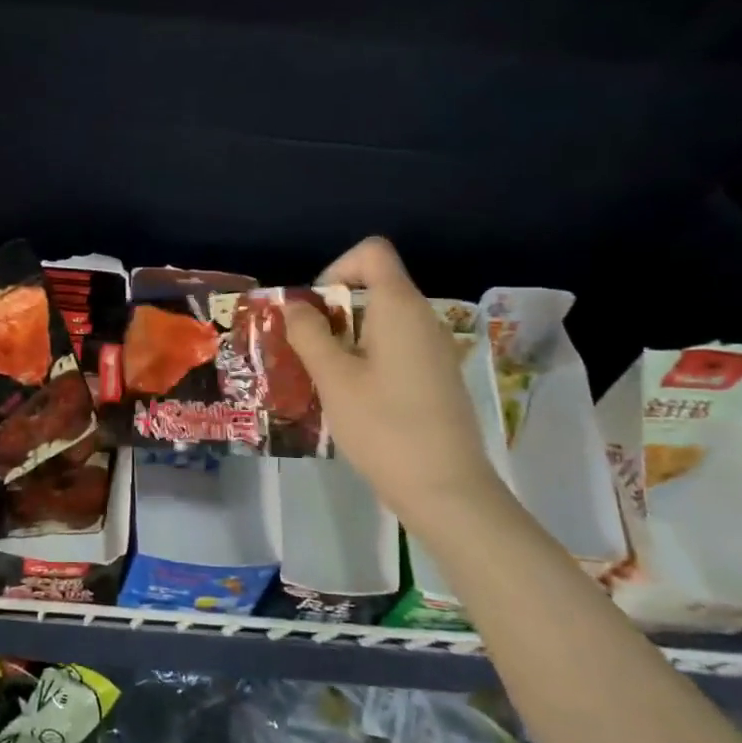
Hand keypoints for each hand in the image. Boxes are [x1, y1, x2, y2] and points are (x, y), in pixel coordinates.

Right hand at [284, 237, 512, 533]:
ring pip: (382, 320)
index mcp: (400, 308)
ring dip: (346, 337)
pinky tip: (352, 397)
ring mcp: (434, 349)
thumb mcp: (334, 378)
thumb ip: (309, 334)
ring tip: (322, 376)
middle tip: (307, 350)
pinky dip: (367, 357)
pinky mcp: (436, 376)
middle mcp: (423, 319)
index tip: (315, 311)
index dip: (336, 269)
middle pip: (374, 287)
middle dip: (332, 310)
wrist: (445, 489)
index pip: (371, 253)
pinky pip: (395, 347)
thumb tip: (295, 305)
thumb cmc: (384, 426)